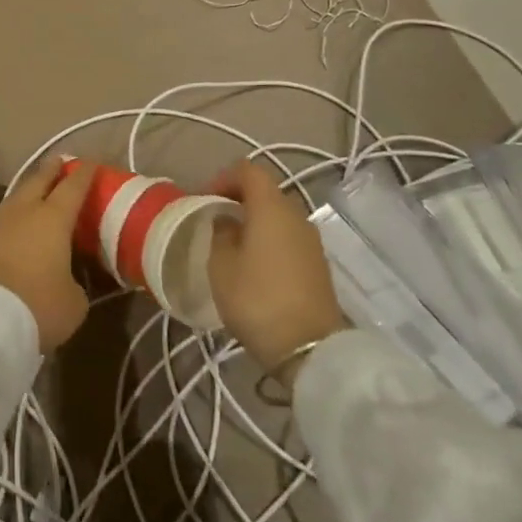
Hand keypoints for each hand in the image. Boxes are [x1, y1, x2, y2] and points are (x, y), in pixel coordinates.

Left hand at [0, 156, 93, 351]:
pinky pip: (6, 216)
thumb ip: (75, 282)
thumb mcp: (74, 301)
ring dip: (30, 187)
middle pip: (39, 182)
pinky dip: (17, 210)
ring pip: (18, 196)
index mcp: (54, 218)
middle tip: (60, 160)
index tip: (92, 163)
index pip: (73, 188)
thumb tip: (67, 279)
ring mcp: (0, 224)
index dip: (84, 175)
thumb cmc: (39, 305)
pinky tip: (20, 217)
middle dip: (51, 170)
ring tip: (38, 185)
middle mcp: (26, 212)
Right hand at [204, 160, 347, 370]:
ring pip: (278, 217)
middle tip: (215, 219)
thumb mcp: (221, 266)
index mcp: (271, 208)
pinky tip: (254, 265)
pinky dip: (269, 240)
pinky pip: (288, 238)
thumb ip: (221, 233)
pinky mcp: (317, 265)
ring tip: (231, 244)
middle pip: (266, 192)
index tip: (204, 199)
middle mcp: (296, 216)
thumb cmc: (257, 299)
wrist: (310, 350)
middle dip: (238, 199)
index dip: (223, 178)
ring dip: (255, 222)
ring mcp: (311, 241)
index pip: (248, 171)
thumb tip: (227, 220)